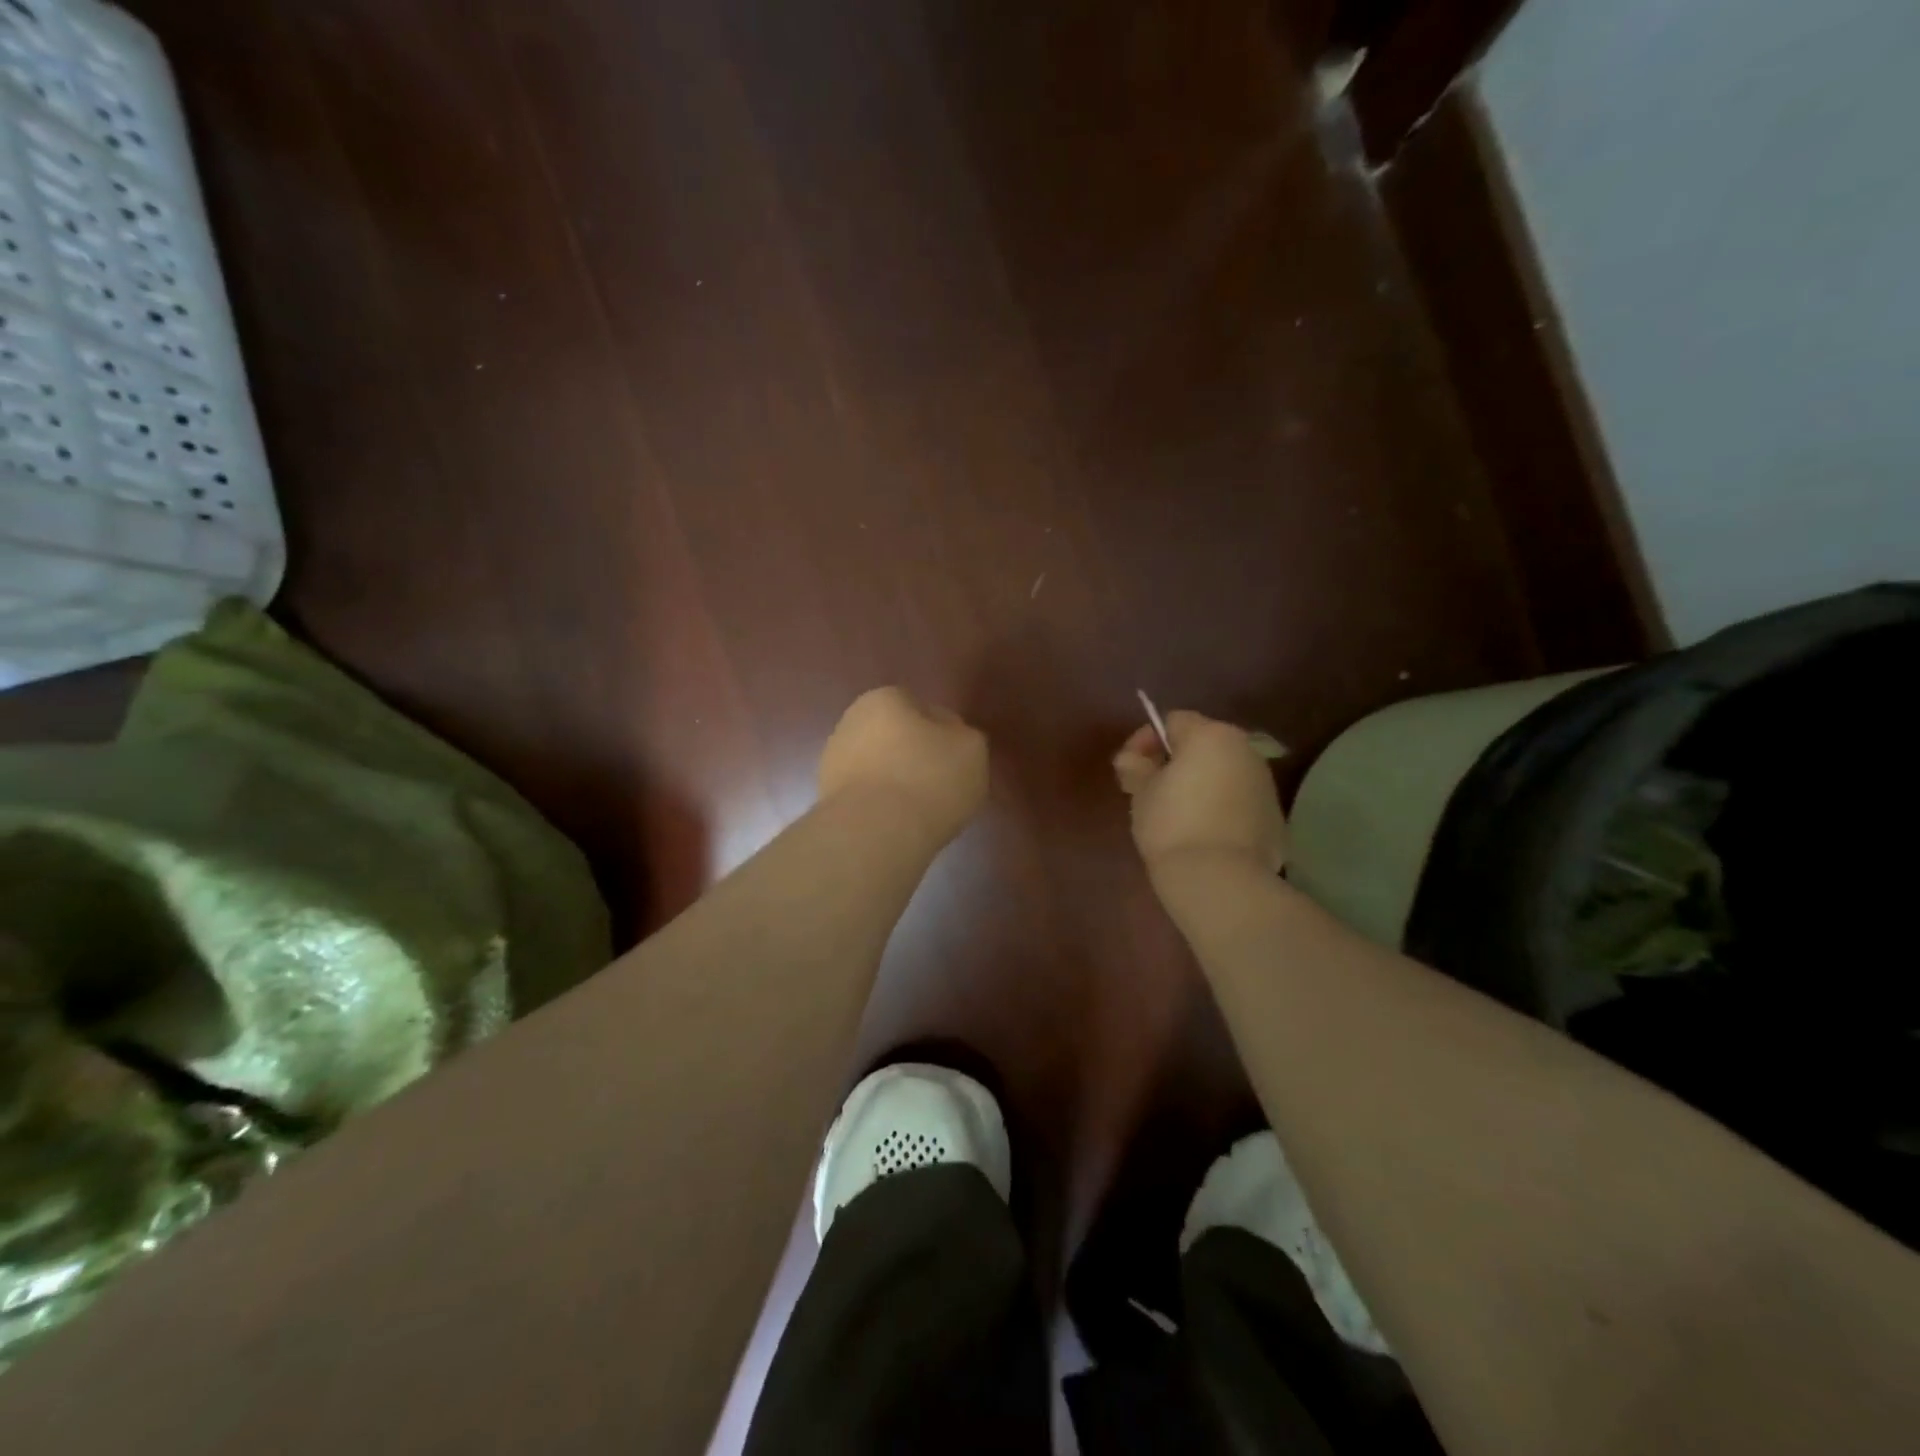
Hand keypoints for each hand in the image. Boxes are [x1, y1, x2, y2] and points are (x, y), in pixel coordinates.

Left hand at [818, 687, 988, 841]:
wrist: (875, 834)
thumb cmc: (929, 778)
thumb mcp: (971, 748)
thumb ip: (963, 736)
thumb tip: (950, 739)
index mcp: (884, 698)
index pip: (920, 708)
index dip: (941, 733)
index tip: (955, 759)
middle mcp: (851, 722)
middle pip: (895, 737)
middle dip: (914, 756)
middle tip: (941, 784)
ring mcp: (834, 762)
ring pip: (878, 768)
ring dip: (896, 782)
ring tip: (922, 811)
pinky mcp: (828, 800)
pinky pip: (866, 797)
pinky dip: (881, 807)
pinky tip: (899, 824)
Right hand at [1113, 710, 1286, 875]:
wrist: (1219, 878)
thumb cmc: (1172, 825)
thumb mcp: (1140, 792)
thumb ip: (1135, 766)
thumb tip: (1132, 759)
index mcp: (1211, 735)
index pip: (1173, 721)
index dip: (1147, 740)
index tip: (1131, 767)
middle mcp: (1244, 750)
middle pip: (1203, 744)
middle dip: (1176, 761)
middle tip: (1151, 789)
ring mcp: (1265, 782)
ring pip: (1224, 771)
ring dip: (1201, 782)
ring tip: (1178, 813)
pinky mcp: (1275, 815)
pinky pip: (1239, 799)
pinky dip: (1221, 806)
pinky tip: (1203, 831)